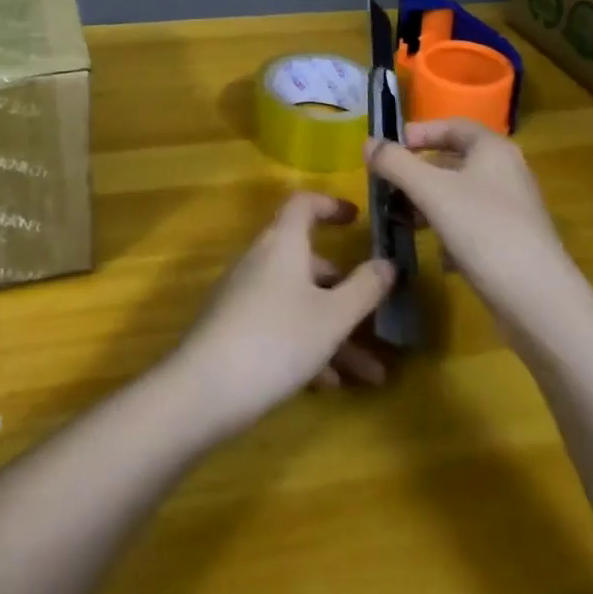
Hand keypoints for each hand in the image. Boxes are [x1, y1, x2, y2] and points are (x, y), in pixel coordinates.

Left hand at [170, 193, 395, 436]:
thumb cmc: (277, 339)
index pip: (304, 204)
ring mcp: (245, 294)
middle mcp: (262, 259)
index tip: (357, 219)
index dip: (331, 205)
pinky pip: (281, 325)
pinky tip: (331, 384)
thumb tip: (388, 262)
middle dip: (346, 289)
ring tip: (370, 373)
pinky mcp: (235, 327)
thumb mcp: (332, 317)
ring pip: (300, 301)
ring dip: (335, 330)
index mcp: (283, 242)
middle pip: (308, 261)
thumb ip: (365, 288)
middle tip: (377, 315)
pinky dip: (308, 345)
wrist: (204, 390)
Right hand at [365, 119, 578, 326]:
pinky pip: (472, 224)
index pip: (452, 125)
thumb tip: (368, 143)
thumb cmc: (483, 231)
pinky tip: (437, 253)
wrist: (538, 301)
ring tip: (403, 219)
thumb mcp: (431, 191)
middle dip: (418, 171)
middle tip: (388, 185)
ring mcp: (512, 209)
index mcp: (493, 149)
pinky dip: (449, 231)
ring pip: (460, 194)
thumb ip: (396, 164)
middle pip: (454, 160)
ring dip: (429, 203)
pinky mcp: (512, 242)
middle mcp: (506, 172)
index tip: (388, 149)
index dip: (418, 133)